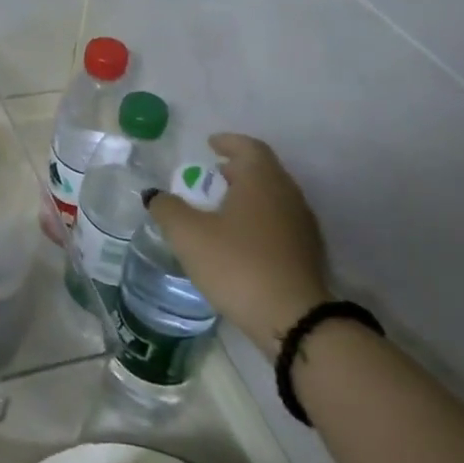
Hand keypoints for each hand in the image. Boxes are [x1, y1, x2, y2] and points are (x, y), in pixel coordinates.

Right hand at [147, 134, 328, 354]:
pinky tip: (242, 240)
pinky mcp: (308, 255)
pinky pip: (281, 223)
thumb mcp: (188, 234)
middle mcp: (288, 195)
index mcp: (262, 180)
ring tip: (222, 209)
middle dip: (237, 170)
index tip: (210, 144)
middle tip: (212, 176)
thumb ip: (167, 208)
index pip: (249, 147)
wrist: (294, 321)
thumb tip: (155, 195)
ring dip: (249, 196)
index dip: (228, 142)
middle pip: (264, 171)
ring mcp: (303, 226)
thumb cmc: (237, 264)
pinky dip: (260, 220)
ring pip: (274, 198)